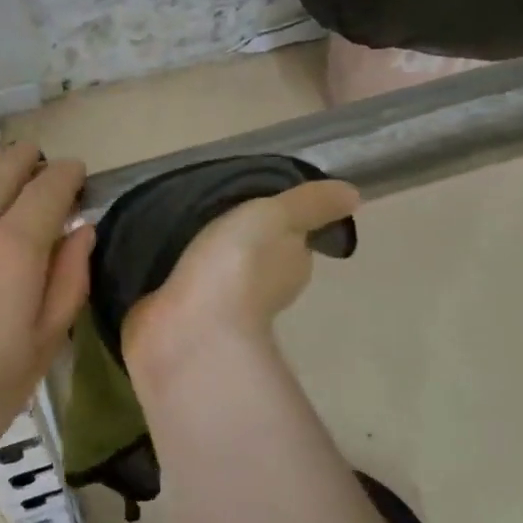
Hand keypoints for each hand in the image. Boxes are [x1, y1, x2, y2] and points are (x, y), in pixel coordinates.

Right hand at [122, 180, 359, 370]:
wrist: (191, 328)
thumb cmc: (240, 266)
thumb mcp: (278, 217)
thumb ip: (310, 204)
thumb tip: (354, 194)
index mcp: (291, 267)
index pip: (294, 243)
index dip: (283, 225)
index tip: (261, 205)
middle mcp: (265, 292)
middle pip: (259, 261)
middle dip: (242, 243)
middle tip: (217, 213)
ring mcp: (223, 310)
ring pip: (222, 277)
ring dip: (210, 262)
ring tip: (187, 232)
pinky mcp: (186, 319)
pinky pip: (187, 291)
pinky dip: (183, 279)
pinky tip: (168, 261)